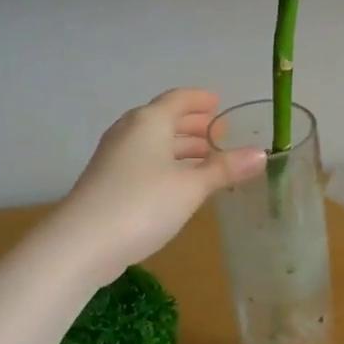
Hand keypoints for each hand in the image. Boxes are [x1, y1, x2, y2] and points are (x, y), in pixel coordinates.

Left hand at [53, 89, 264, 282]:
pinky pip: (144, 161)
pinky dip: (166, 164)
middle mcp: (129, 132)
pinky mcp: (108, 182)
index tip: (219, 103)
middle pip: (165, 119)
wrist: (82, 243)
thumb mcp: (191, 187)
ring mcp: (114, 157)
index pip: (179, 99)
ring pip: (154, 143)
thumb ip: (225, 169)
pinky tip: (180, 184)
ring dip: (180, 147)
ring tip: (206, 159)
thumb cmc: (142, 204)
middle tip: (220, 134)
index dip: (201, 100)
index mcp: (149, 122)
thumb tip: (262, 154)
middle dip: (194, 125)